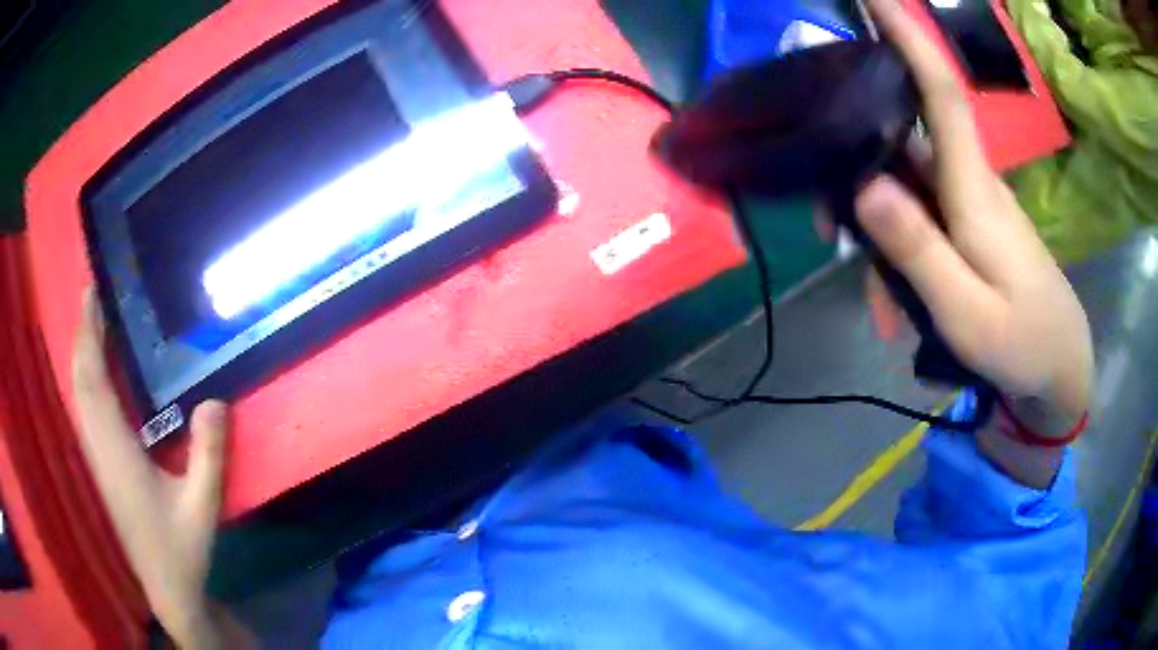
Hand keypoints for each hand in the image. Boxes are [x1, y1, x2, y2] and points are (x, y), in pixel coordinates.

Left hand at [72, 290, 230, 646]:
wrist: (167, 589)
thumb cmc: (181, 549)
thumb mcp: (202, 506)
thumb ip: (208, 455)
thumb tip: (215, 400)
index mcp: (117, 453)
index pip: (93, 382)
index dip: (89, 335)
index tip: (93, 294)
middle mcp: (100, 449)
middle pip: (81, 382)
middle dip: (83, 335)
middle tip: (94, 296)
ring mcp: (98, 459)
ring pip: (79, 396)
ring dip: (83, 356)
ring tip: (94, 324)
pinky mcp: (102, 468)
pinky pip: (86, 411)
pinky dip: (87, 381)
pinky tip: (98, 375)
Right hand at [858, 0, 1092, 425]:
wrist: (1059, 371)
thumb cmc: (1023, 346)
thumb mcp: (968, 314)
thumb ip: (919, 251)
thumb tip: (865, 186)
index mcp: (973, 190)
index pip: (939, 92)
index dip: (906, 37)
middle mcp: (968, 181)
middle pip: (902, 141)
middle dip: (856, 164)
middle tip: (827, 226)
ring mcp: (968, 203)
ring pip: (905, 187)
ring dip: (879, 233)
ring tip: (880, 305)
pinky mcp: (968, 224)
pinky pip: (920, 217)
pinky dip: (900, 252)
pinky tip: (898, 303)